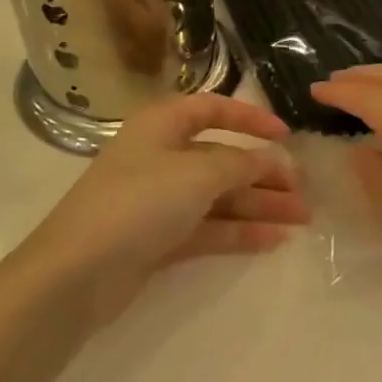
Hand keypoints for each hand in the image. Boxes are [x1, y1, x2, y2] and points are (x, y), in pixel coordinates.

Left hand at [15, 94, 308, 322]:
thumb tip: (275, 159)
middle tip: (304, 190)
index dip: (250, 118)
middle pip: (222, 158)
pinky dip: (240, 232)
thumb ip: (242, 164)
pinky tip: (274, 239)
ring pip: (219, 196)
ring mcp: (160, 201)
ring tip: (303, 219)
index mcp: (162, 126)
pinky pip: (209, 228)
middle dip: (264, 172)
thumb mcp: (197, 173)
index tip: (286, 136)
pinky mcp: (160, 239)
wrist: (77, 273)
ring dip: (260, 205)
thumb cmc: (139, 202)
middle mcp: (162, 157)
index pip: (212, 109)